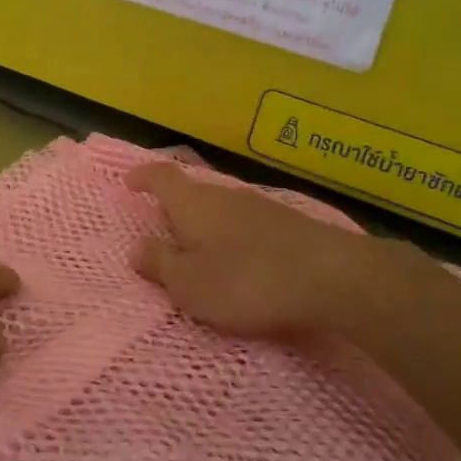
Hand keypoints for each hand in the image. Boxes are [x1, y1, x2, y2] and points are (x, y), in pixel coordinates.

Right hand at [127, 163, 451, 343]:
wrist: (332, 276)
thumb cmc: (247, 280)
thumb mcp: (190, 283)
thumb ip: (160, 264)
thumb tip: (136, 247)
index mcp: (193, 204)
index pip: (161, 176)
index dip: (142, 177)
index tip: (128, 183)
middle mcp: (225, 195)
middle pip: (192, 193)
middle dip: (175, 210)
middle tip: (163, 232)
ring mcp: (260, 207)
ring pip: (221, 209)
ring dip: (206, 227)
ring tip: (200, 253)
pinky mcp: (289, 225)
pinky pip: (246, 225)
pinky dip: (233, 238)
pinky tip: (241, 262)